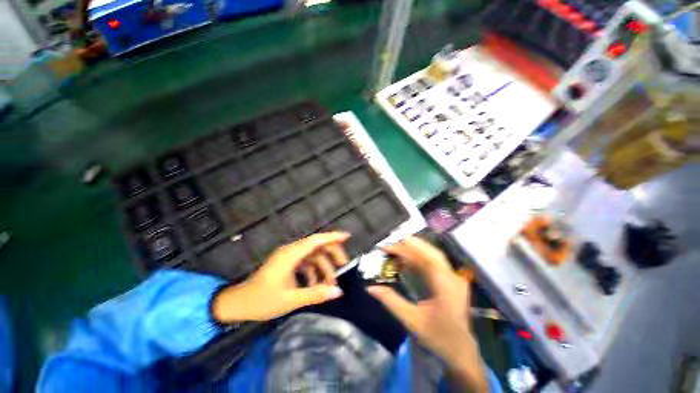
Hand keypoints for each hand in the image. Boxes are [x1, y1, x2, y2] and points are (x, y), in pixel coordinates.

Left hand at [212, 232, 349, 322]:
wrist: (237, 304)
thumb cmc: (261, 301)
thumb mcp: (290, 299)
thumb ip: (315, 294)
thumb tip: (338, 292)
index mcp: (290, 255)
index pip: (316, 240)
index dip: (332, 236)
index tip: (347, 236)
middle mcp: (291, 251)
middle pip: (317, 246)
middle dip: (331, 255)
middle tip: (343, 266)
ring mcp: (288, 257)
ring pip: (312, 255)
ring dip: (322, 267)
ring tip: (329, 284)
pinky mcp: (286, 263)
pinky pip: (305, 263)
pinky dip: (313, 271)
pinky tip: (315, 285)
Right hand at [368, 236, 487, 392]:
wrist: (461, 352)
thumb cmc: (438, 338)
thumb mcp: (412, 321)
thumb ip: (391, 301)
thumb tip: (371, 288)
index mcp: (445, 286)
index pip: (422, 259)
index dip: (403, 250)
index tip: (386, 247)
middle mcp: (452, 278)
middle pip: (430, 252)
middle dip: (410, 244)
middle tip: (392, 240)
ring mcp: (454, 278)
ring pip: (433, 255)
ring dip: (415, 248)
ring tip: (398, 245)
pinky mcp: (452, 281)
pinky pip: (435, 263)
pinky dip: (420, 258)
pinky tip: (408, 259)